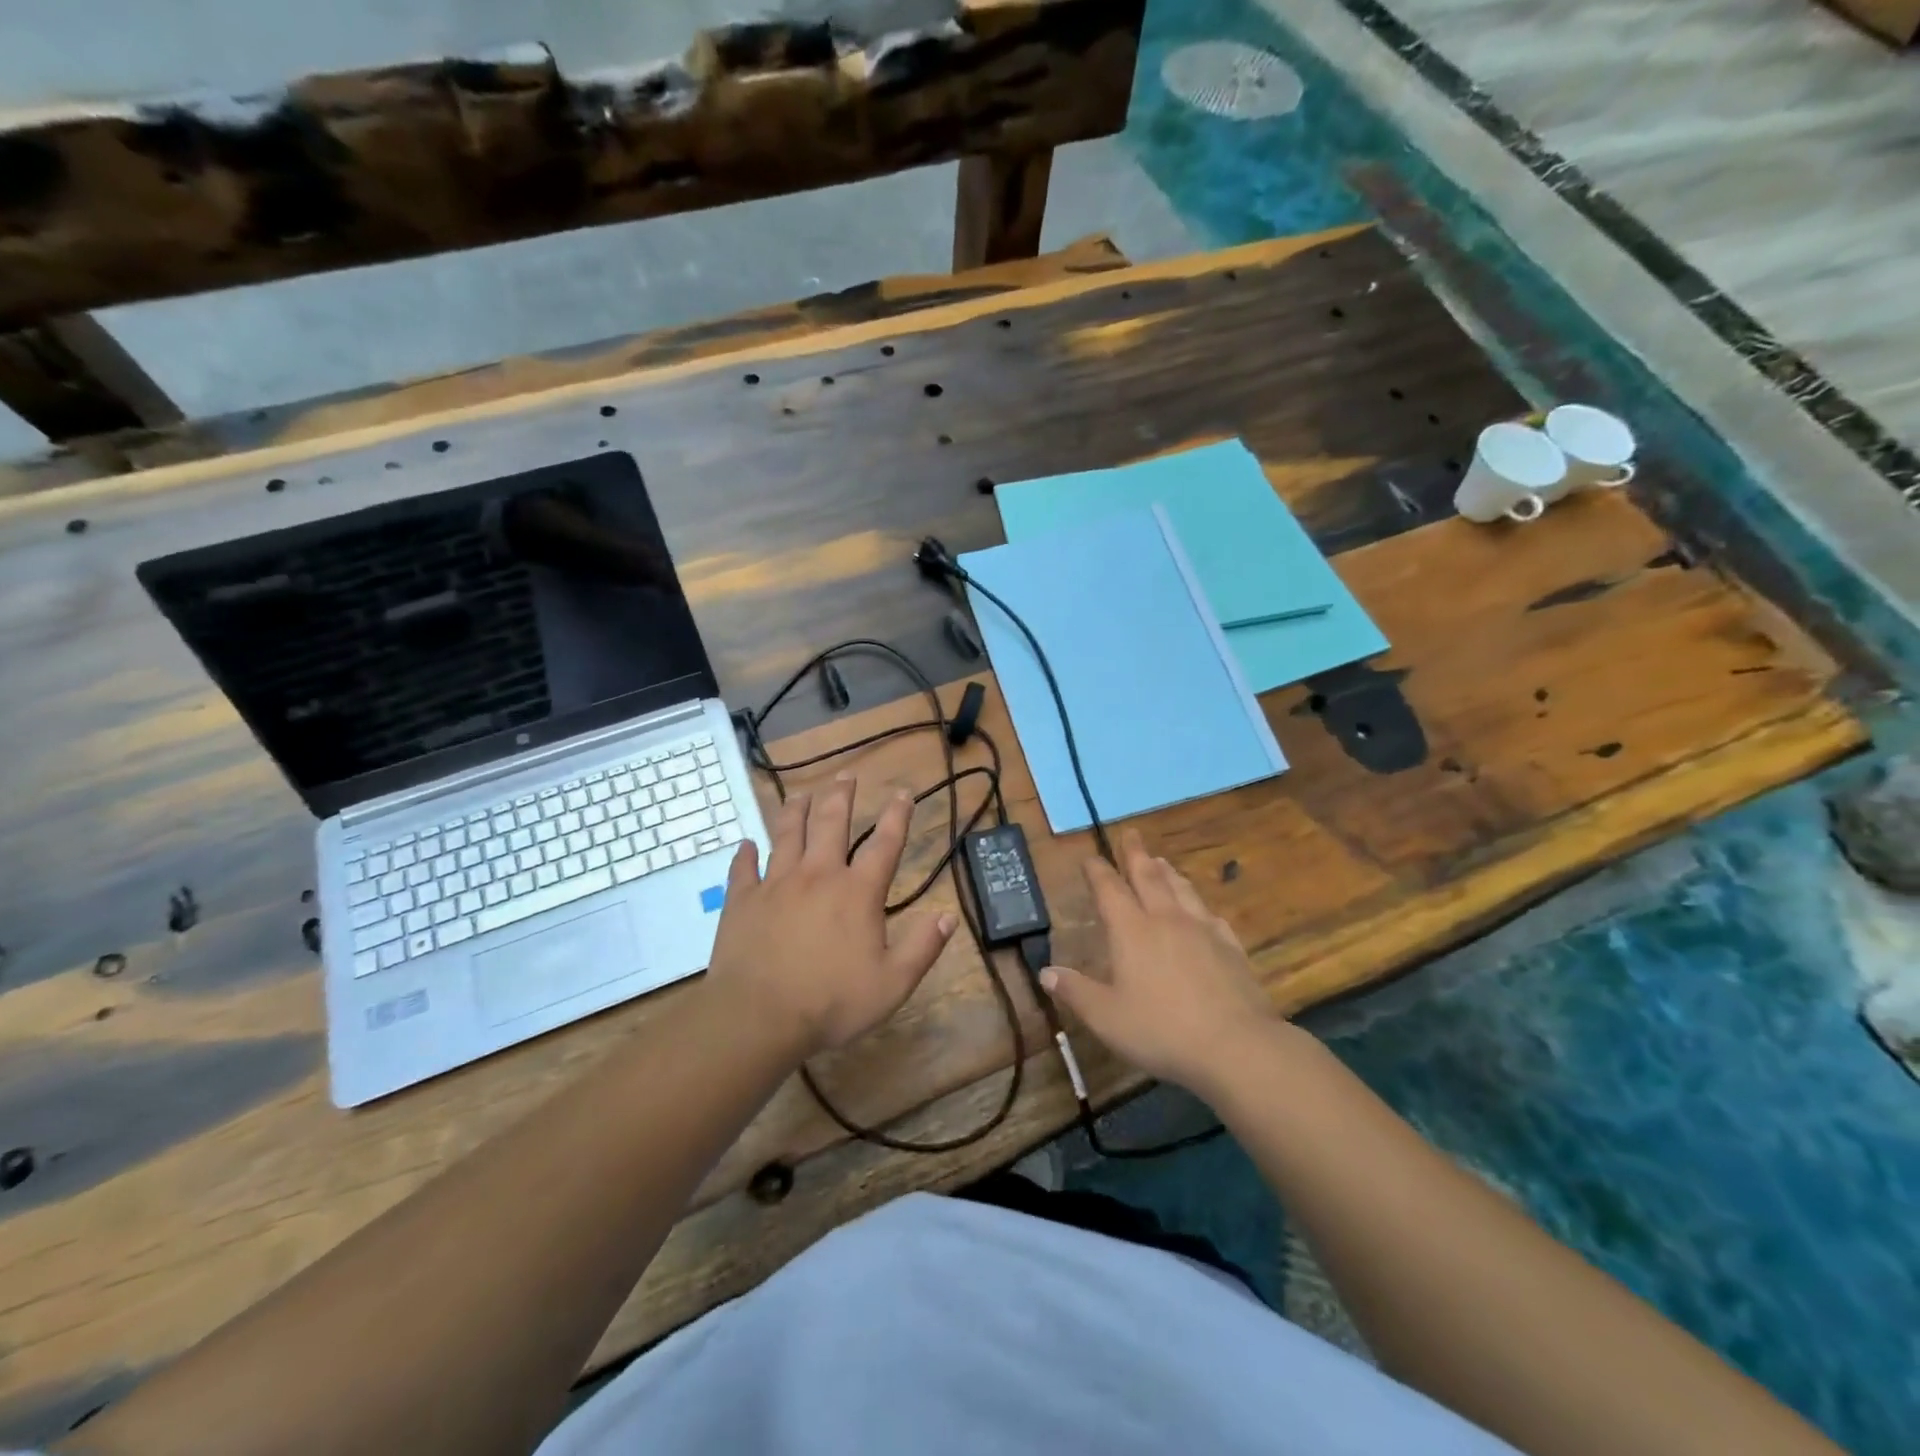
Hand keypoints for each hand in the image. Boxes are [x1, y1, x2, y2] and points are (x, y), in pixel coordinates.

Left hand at [706, 774, 956, 1057]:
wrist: (758, 1017)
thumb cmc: (831, 1002)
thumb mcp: (892, 984)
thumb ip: (922, 948)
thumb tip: (947, 917)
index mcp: (857, 892)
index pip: (885, 844)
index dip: (897, 815)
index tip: (903, 792)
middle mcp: (818, 875)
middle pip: (832, 823)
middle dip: (841, 796)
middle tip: (846, 776)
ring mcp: (776, 884)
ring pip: (788, 834)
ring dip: (797, 810)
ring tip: (801, 794)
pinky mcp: (743, 900)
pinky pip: (743, 868)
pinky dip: (745, 854)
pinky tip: (746, 844)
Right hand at [1040, 829, 1283, 1093]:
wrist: (1236, 1045)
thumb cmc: (1161, 1030)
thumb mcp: (1106, 1017)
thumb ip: (1075, 992)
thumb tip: (1046, 972)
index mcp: (1131, 931)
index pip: (1109, 890)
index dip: (1097, 872)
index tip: (1090, 857)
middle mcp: (1166, 919)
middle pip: (1148, 876)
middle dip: (1136, 854)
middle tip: (1131, 833)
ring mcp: (1202, 931)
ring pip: (1182, 889)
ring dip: (1168, 872)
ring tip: (1161, 861)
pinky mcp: (1230, 948)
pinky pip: (1211, 916)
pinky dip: (1200, 906)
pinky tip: (1203, 912)